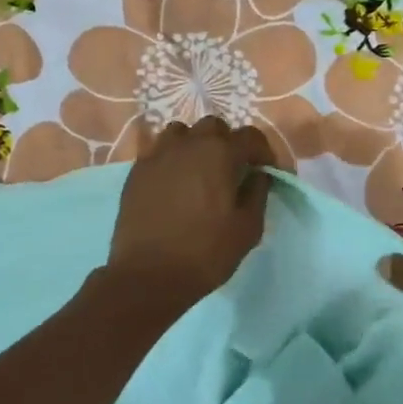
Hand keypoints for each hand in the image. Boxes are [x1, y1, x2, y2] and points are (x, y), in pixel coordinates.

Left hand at [107, 116, 274, 307]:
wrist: (148, 275)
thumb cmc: (205, 253)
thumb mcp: (248, 228)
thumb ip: (258, 194)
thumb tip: (258, 175)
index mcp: (219, 154)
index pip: (250, 136)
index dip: (264, 152)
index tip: (267, 172)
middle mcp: (187, 144)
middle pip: (213, 128)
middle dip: (228, 143)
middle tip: (232, 171)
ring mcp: (157, 155)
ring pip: (181, 133)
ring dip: (195, 146)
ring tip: (200, 172)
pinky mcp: (136, 172)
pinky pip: (158, 153)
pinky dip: (171, 160)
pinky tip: (174, 185)